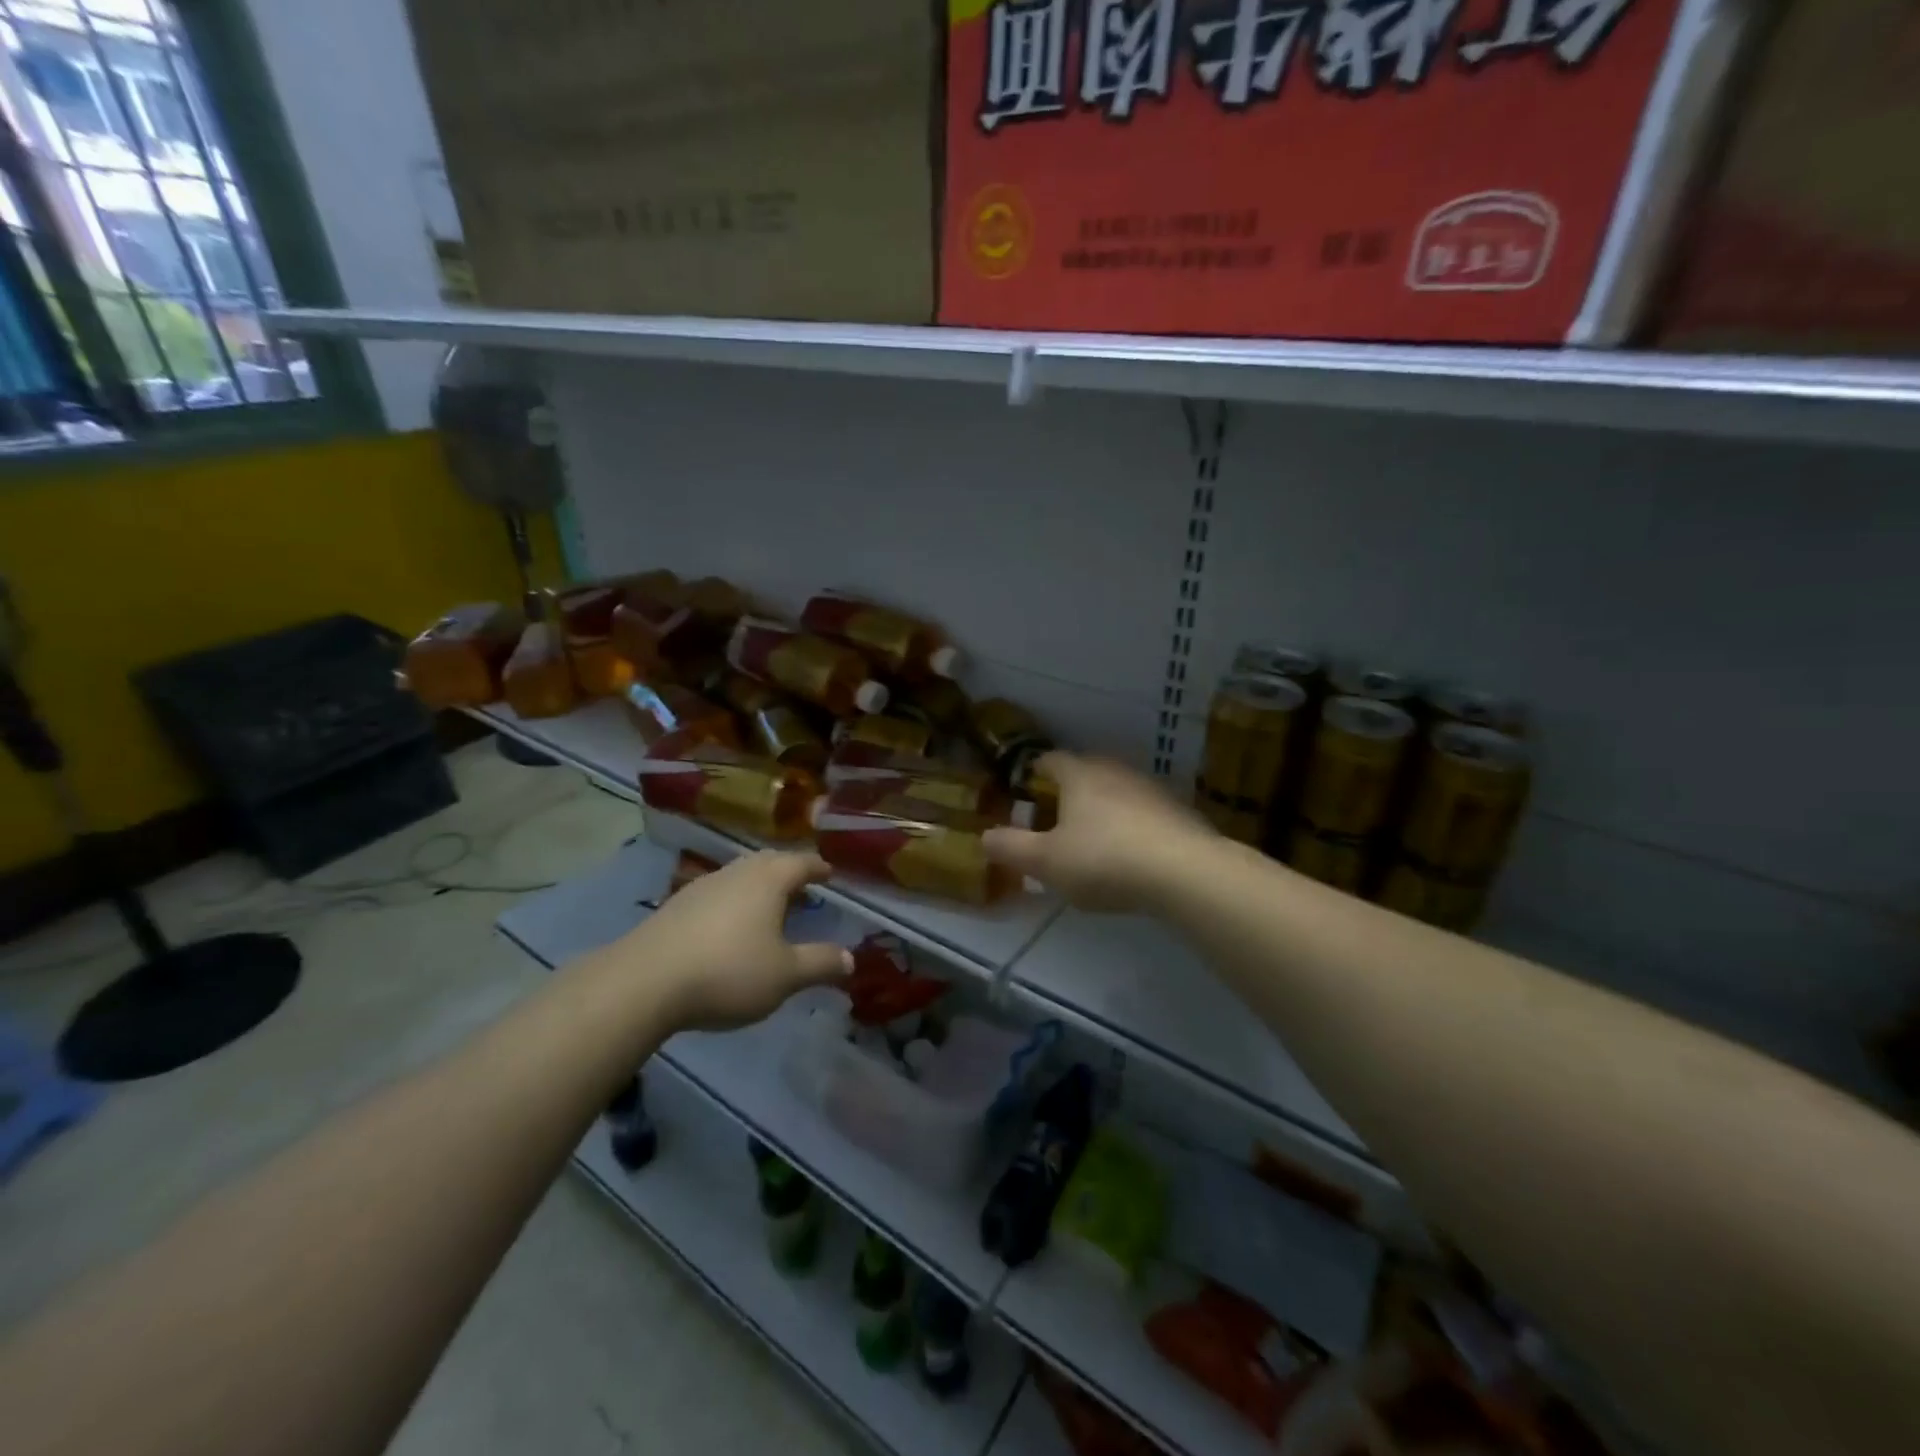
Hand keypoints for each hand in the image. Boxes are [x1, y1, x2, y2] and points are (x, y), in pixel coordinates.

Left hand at [620, 851, 852, 1031]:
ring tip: (768, 907)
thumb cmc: (728, 971)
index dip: (818, 867)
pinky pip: (717, 894)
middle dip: (788, 872)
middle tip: (802, 886)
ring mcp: (702, 886)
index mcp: (768, 880)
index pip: (802, 862)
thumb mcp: (785, 975)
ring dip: (758, 886)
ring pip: (739, 876)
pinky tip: (728, 928)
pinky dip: (733, 903)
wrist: (644, 982)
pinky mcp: (675, 907)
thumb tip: (851, 959)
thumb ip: (820, 964)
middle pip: (768, 862)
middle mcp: (736, 873)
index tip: (830, 873)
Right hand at [984, 752, 1215, 912]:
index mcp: (1080, 775)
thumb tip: (985, 836)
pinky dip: (1131, 827)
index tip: (1026, 788)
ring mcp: (1151, 789)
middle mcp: (1115, 771)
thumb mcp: (1045, 862)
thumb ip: (1011, 848)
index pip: (1051, 760)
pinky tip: (1129, 854)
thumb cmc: (1104, 860)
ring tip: (1092, 840)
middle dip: (1068, 792)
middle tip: (1055, 818)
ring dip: (1102, 809)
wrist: (1185, 872)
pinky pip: (1143, 813)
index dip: (1035, 771)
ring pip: (1116, 792)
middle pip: (1085, 772)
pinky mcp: (1178, 812)